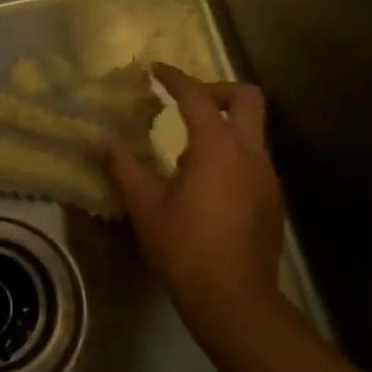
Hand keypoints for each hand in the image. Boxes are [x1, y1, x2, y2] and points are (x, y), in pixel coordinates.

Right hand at [102, 64, 296, 358]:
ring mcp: (267, 178)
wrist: (235, 301)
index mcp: (218, 149)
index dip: (176, 79)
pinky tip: (207, 183)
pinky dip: (232, 152)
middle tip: (187, 101)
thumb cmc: (185, 249)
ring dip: (224, 124)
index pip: (198, 98)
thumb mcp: (146, 207)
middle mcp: (250, 154)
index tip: (156, 70)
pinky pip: (254, 159)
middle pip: (248, 99)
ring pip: (254, 131)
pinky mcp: (272, 200)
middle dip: (217, 90)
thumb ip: (123, 168)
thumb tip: (99, 142)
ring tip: (188, 149)